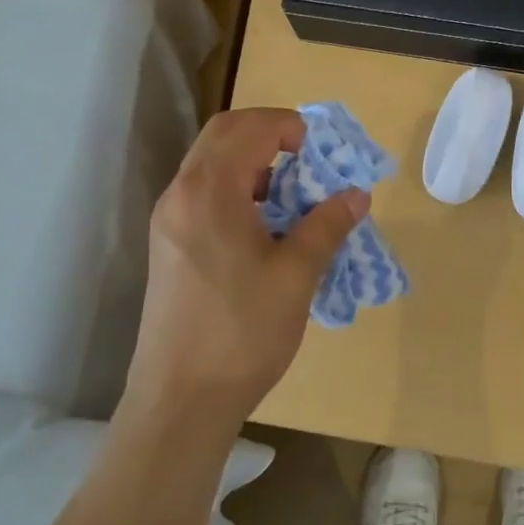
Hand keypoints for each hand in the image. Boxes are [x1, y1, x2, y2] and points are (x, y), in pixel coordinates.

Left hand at [126, 108, 367, 427]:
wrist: (181, 398)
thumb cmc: (242, 331)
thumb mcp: (296, 275)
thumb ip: (326, 225)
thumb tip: (356, 194)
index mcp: (209, 190)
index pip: (250, 127)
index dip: (290, 126)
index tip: (322, 152)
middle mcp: (181, 193)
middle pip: (223, 135)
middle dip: (269, 135)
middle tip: (308, 162)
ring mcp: (168, 220)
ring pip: (210, 164)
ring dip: (252, 163)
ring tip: (291, 198)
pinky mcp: (167, 245)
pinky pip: (202, 194)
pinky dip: (235, 190)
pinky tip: (263, 227)